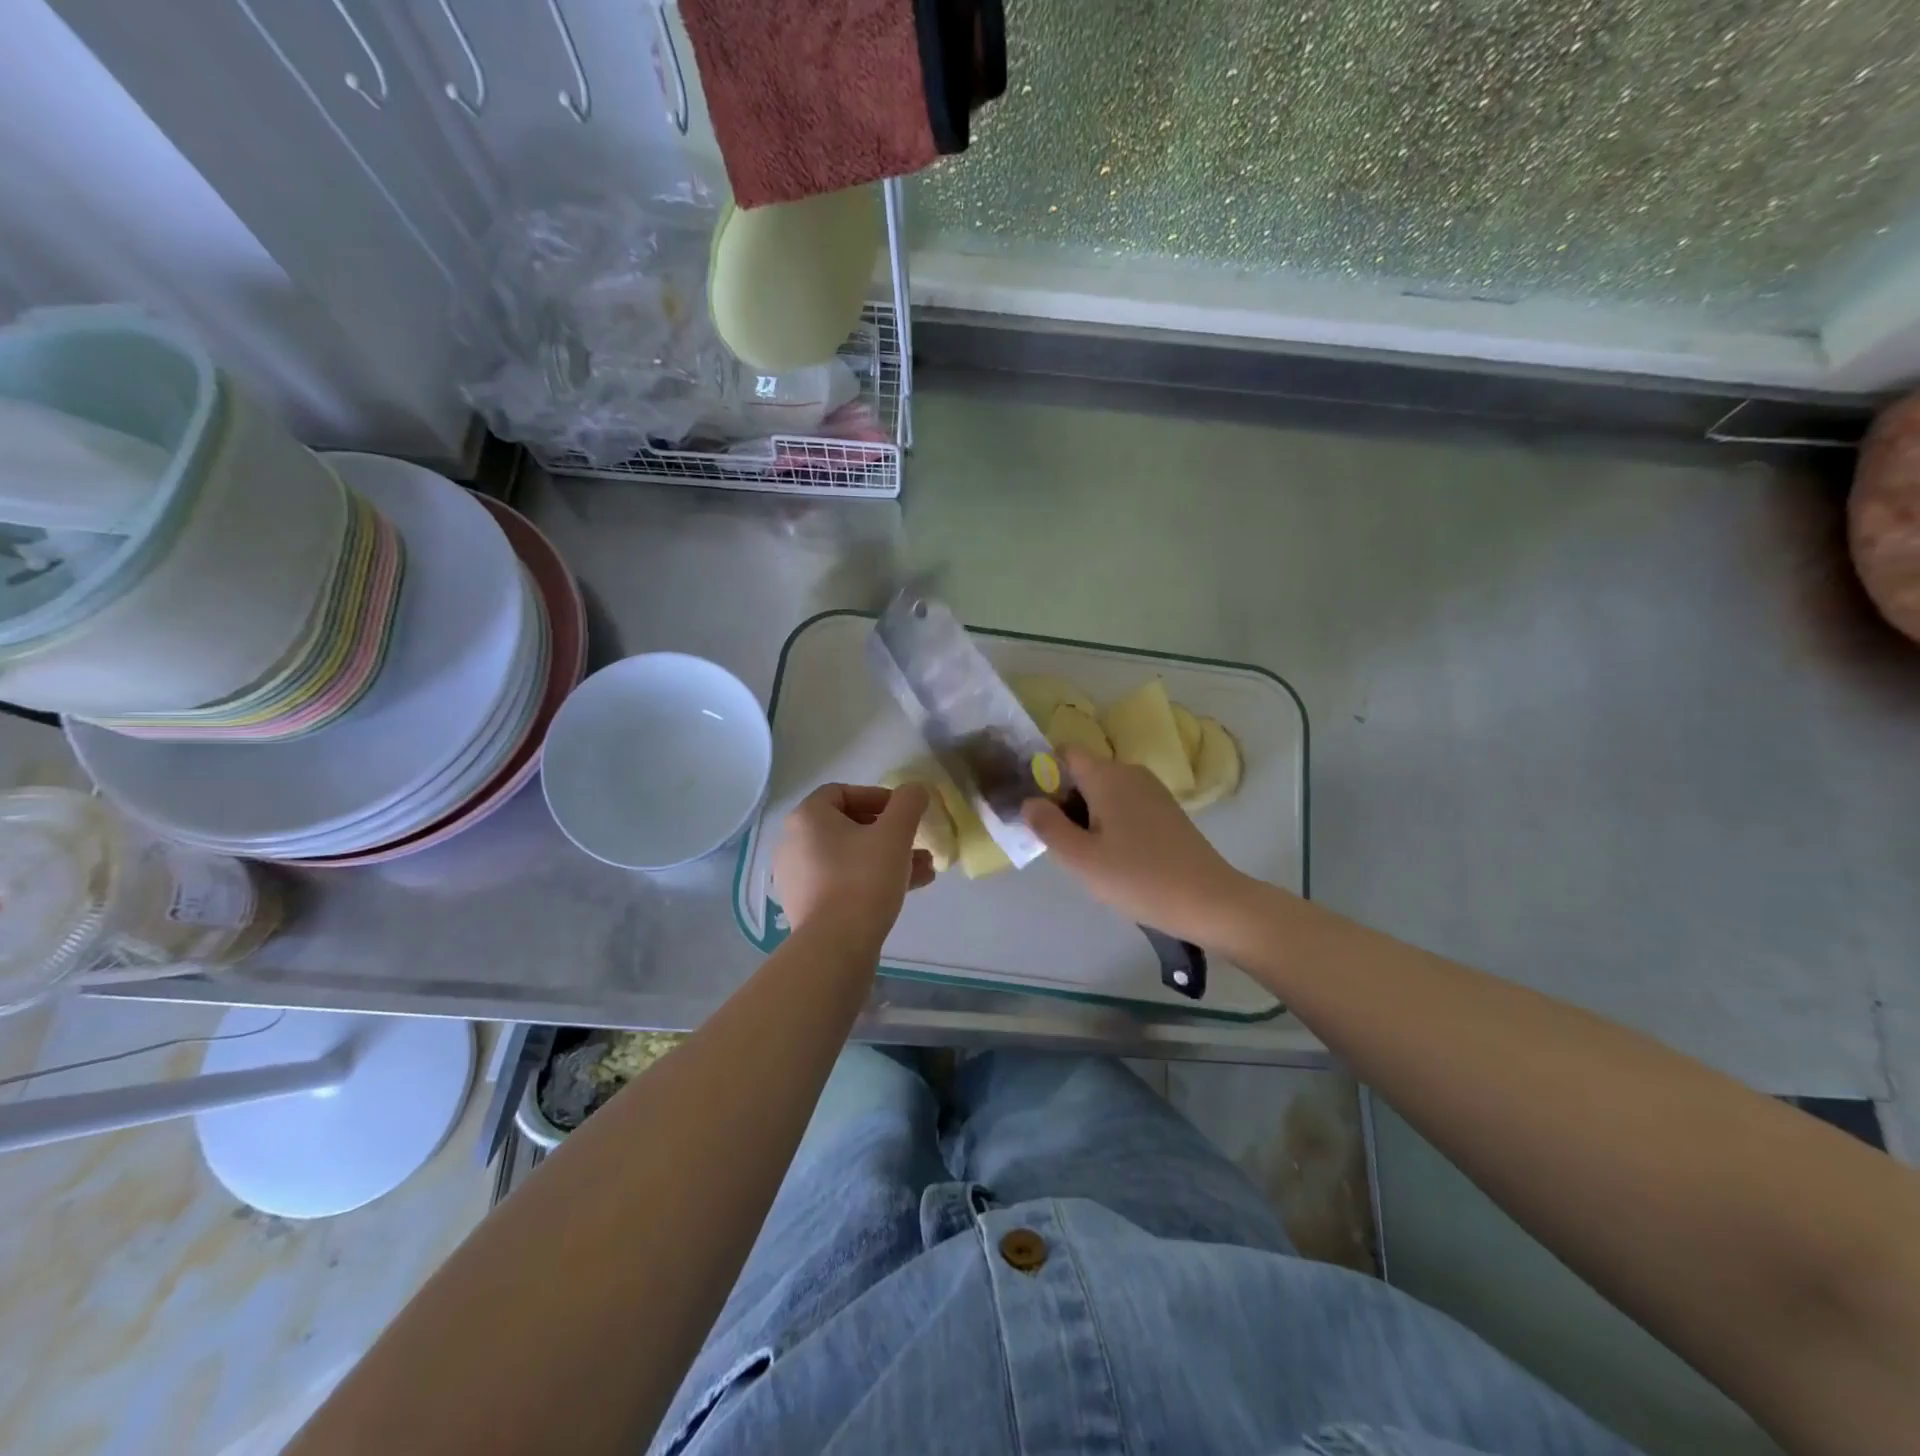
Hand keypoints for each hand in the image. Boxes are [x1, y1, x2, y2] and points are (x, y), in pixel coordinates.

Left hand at [773, 783, 933, 945]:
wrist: (835, 947)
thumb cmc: (863, 879)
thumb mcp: (895, 834)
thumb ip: (908, 803)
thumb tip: (915, 789)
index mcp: (807, 818)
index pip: (842, 792)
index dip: (877, 797)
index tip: (904, 813)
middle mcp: (794, 843)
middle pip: (847, 826)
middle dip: (888, 832)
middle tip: (916, 841)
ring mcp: (797, 877)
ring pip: (849, 856)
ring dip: (887, 857)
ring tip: (924, 868)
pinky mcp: (807, 906)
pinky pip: (842, 881)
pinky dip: (871, 879)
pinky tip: (907, 889)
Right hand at [1022, 749, 1250, 944]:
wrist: (1210, 901)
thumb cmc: (1139, 878)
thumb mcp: (1081, 858)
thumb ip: (1047, 825)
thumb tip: (1028, 801)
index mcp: (1107, 775)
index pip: (1064, 753)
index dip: (1043, 774)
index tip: (1036, 810)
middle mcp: (1130, 772)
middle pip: (1083, 774)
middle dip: (1063, 802)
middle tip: (1059, 845)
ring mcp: (1152, 791)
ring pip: (1103, 792)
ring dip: (1086, 817)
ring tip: (1086, 857)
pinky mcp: (1166, 811)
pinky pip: (1124, 805)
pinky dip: (1110, 823)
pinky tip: (1115, 859)